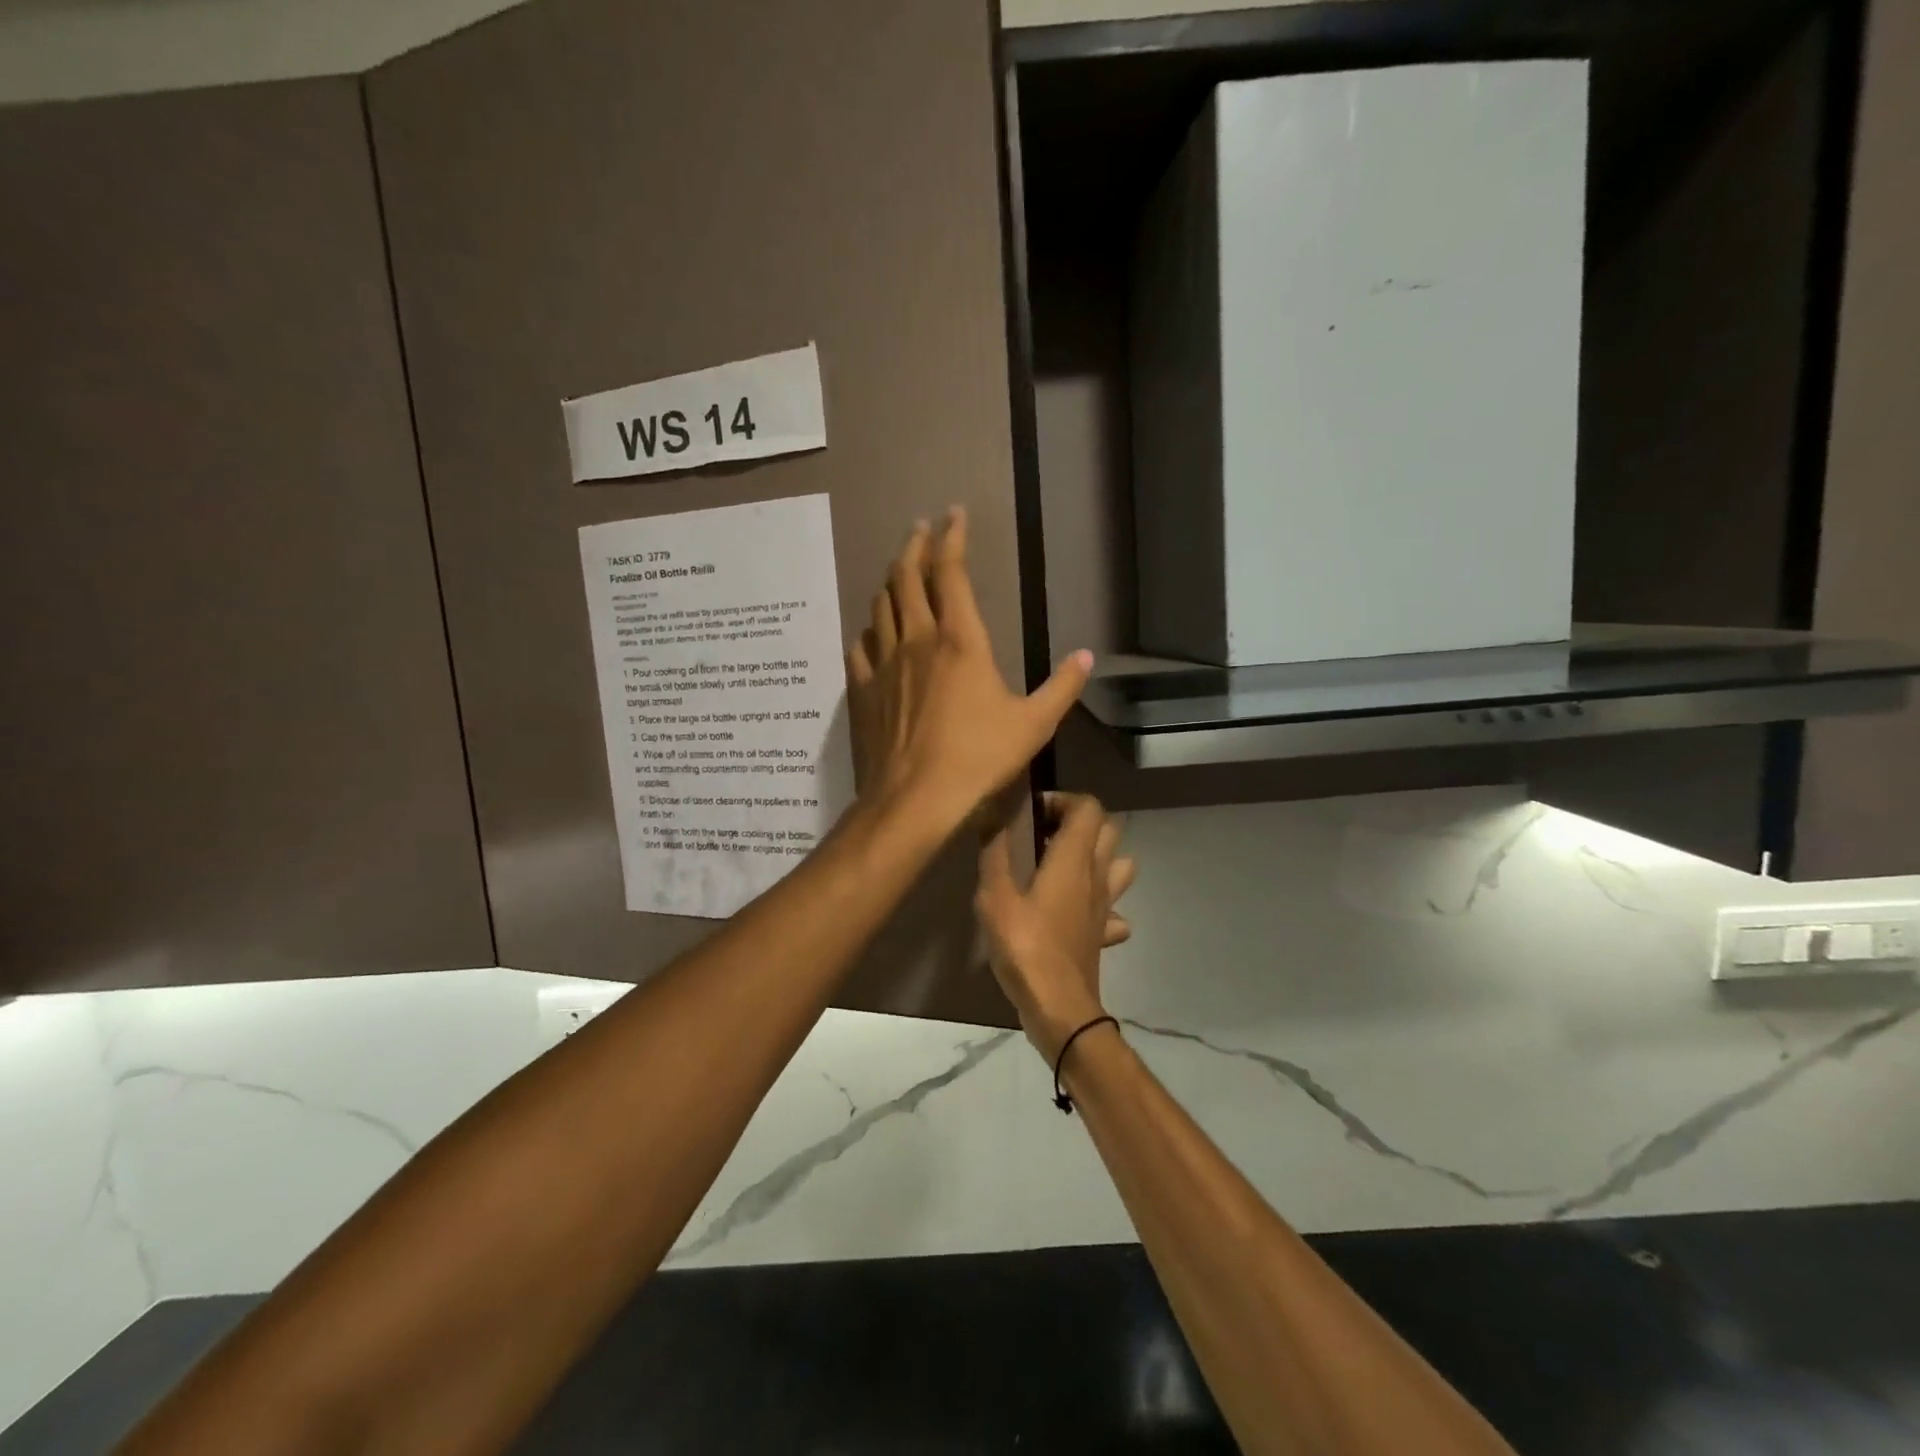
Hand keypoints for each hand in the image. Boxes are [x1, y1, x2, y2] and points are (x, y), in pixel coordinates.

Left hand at [847, 508, 1091, 831]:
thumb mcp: (1033, 725)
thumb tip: (1085, 657)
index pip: (951, 573)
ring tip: (897, 570)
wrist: (914, 800)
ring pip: (881, 607)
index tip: (953, 514)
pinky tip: (871, 633)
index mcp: (959, 641)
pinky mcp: (862, 691)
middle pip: (907, 578)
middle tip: (920, 528)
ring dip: (890, 582)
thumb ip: (1061, 688)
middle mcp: (916, 641)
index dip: (952, 538)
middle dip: (914, 547)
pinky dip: (869, 631)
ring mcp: (883, 665)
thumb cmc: (978, 759)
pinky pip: (860, 648)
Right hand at [976, 793, 1136, 1061]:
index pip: (1089, 807)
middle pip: (1109, 830)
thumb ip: (994, 852)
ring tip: (1062, 867)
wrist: (1059, 1007)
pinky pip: (1113, 910)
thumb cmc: (1025, 946)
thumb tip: (990, 812)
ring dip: (1097, 858)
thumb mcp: (995, 897)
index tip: (1033, 812)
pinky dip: (1101, 905)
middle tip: (1044, 834)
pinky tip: (1077, 914)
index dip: (1064, 800)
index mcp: (1073, 859)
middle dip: (1080, 822)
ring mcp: (1106, 906)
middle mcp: (1096, 876)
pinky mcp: (1103, 934)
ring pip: (1119, 866)